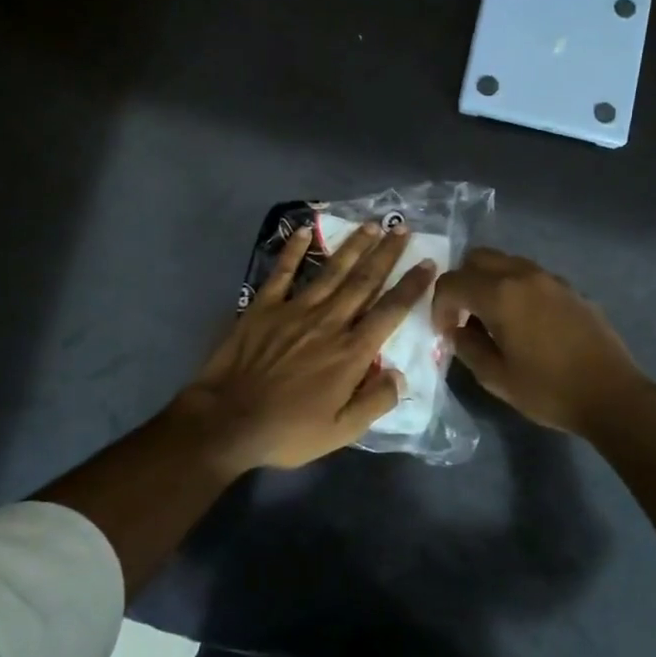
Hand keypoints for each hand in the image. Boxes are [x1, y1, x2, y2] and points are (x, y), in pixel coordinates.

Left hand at [172, 222, 435, 473]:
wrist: (227, 422)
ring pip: (331, 271)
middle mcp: (329, 322)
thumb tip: (402, 375)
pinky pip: (282, 272)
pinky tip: (306, 230)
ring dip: (353, 245)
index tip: (428, 263)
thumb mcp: (342, 432)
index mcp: (351, 352)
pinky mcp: (263, 307)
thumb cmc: (288, 431)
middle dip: (386, 253)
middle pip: (364, 281)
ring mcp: (294, 310)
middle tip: (403, 228)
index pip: (390, 311)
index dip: (412, 286)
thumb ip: (376, 402)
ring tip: (371, 224)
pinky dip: (294, 250)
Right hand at [432, 248, 651, 437]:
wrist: (612, 394)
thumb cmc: (548, 390)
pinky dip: (514, 287)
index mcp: (499, 295)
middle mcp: (523, 275)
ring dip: (489, 282)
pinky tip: (523, 322)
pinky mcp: (570, 288)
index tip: (444, 331)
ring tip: (492, 318)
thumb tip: (456, 331)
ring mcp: (550, 278)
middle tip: (463, 316)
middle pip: (477, 258)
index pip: (452, 282)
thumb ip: (467, 347)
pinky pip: (530, 275)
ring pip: (505, 262)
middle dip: (462, 283)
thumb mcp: (496, 377)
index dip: (439, 305)